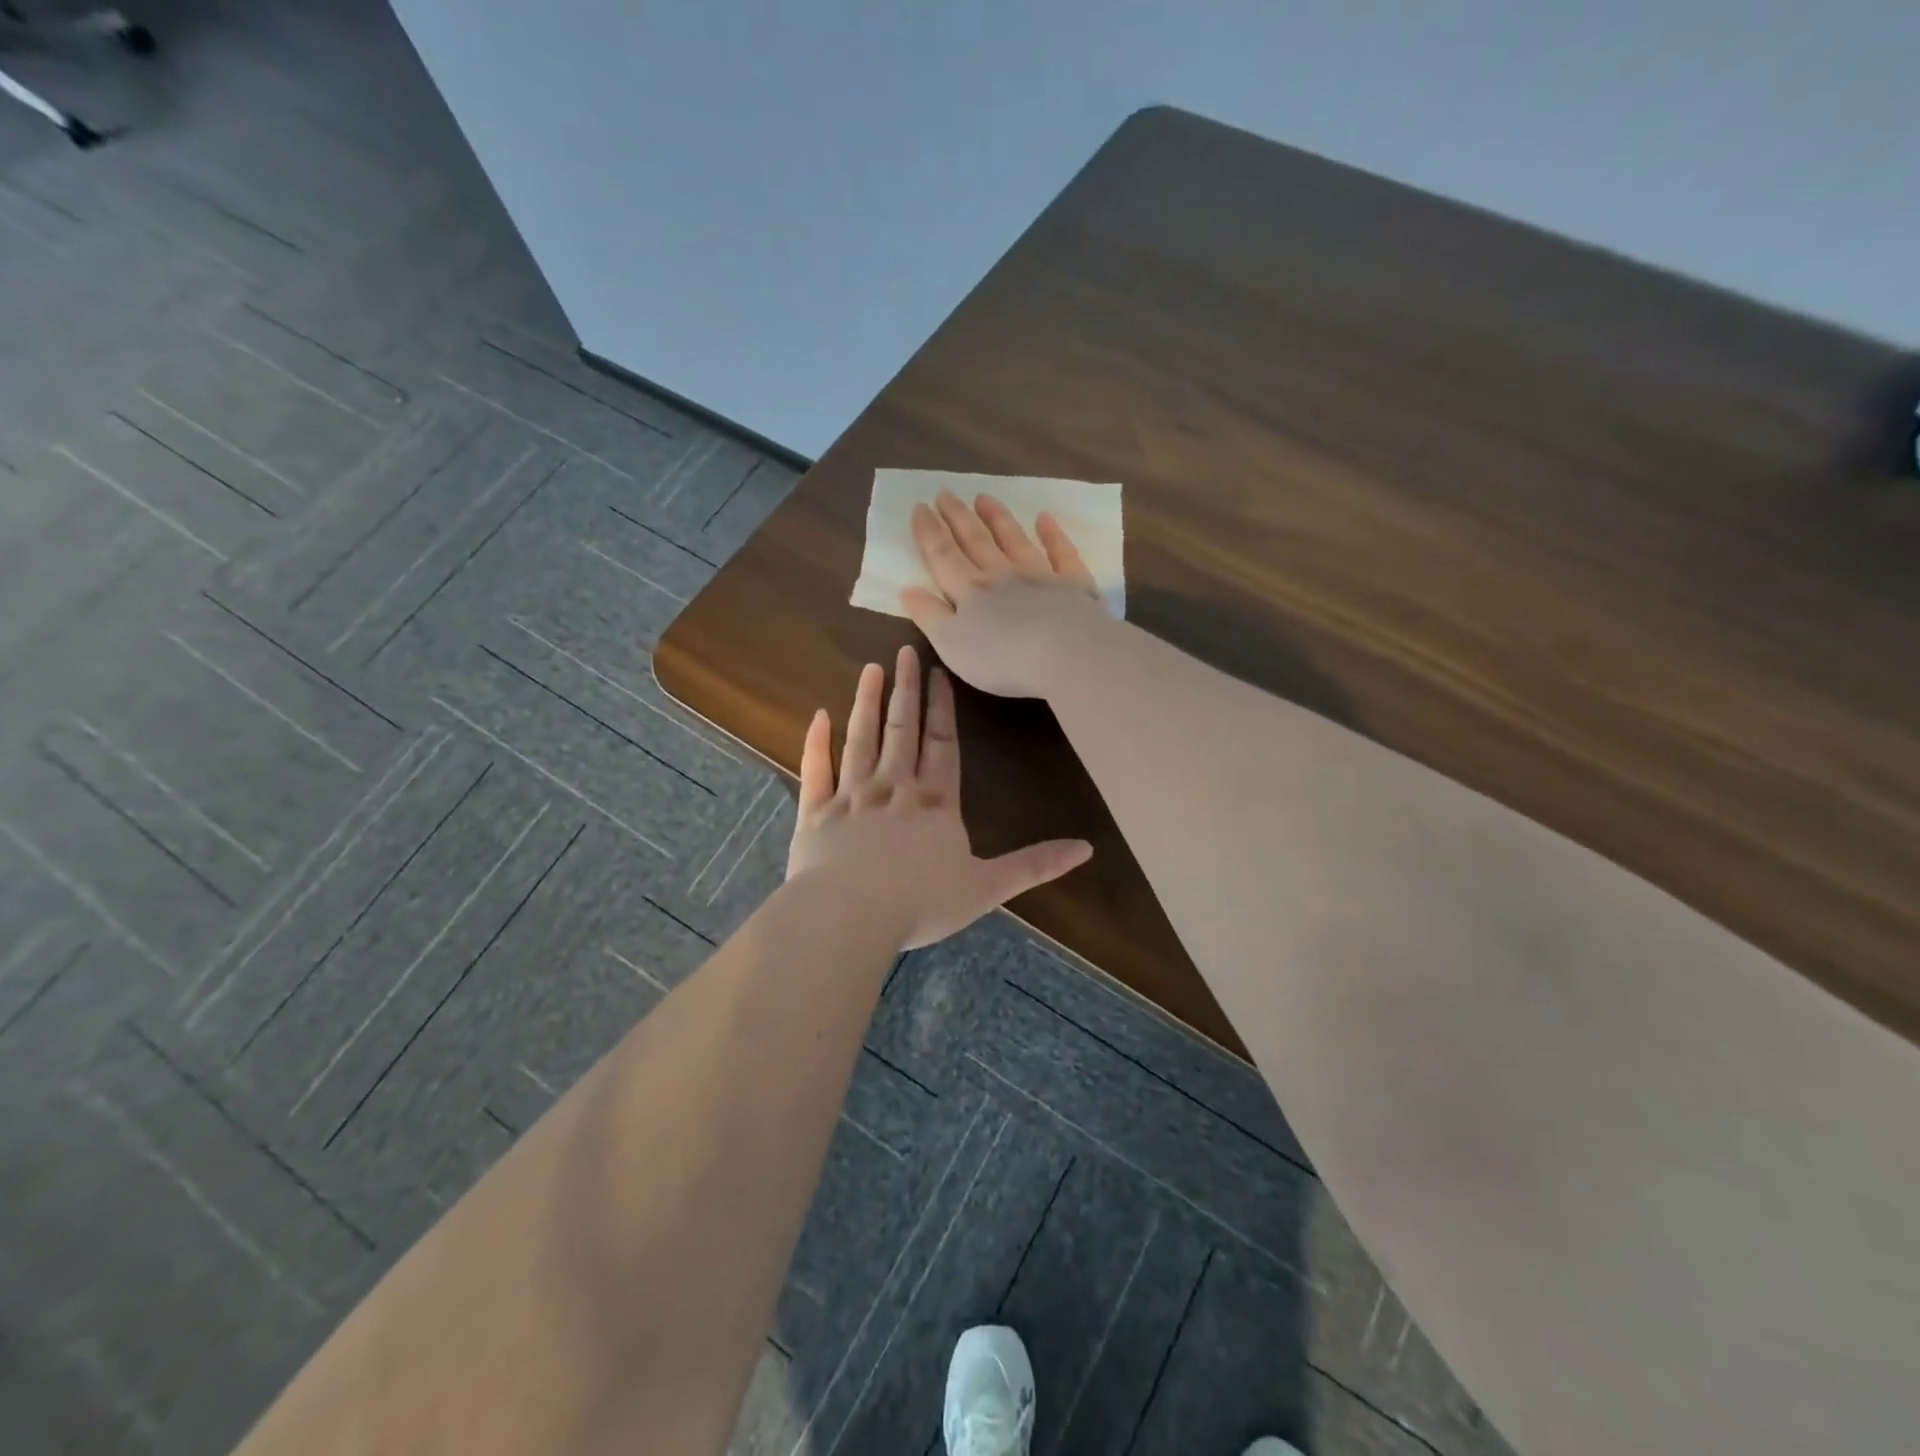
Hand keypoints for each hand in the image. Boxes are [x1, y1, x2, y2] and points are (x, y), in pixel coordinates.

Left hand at [786, 645, 1091, 949]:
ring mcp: (851, 796)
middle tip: (905, 652)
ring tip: (871, 670)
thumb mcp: (987, 887)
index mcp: (935, 802)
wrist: (848, 916)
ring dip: (866, 703)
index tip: (939, 673)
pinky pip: (816, 770)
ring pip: (861, 739)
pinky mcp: (816, 812)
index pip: (942, 744)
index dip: (942, 708)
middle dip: (906, 690)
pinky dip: (816, 742)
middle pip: (902, 729)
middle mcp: (894, 787)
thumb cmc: (920, 903)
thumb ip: (1034, 865)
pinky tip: (818, 715)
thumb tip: (1087, 848)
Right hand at [900, 490, 1111, 698]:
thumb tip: (907, 589)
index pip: (943, 556)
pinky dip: (1052, 535)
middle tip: (945, 493)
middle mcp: (1002, 575)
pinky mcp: (1073, 585)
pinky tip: (1045, 519)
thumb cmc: (1001, 658)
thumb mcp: (950, 644)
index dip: (929, 532)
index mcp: (969, 591)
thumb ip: (928, 616)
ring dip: (997, 518)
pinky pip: (1061, 553)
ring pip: (1014, 540)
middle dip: (958, 517)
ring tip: (984, 497)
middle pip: (976, 541)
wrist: (1066, 655)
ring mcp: (1039, 576)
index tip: (919, 507)